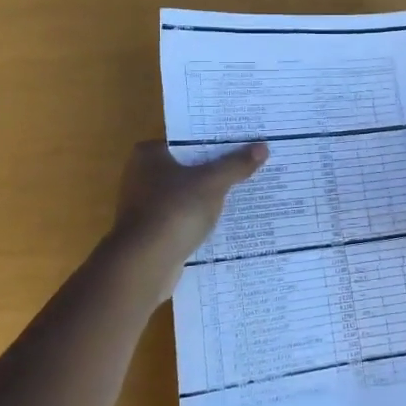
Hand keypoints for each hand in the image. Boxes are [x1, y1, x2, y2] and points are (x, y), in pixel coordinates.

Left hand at [110, 140, 267, 279]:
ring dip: (211, 195)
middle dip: (217, 168)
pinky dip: (202, 218)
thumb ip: (236, 165)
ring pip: (188, 194)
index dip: (216, 141)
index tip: (243, 141)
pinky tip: (228, 220)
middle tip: (252, 164)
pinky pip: (185, 217)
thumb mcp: (211, 183)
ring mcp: (146, 206)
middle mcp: (142, 176)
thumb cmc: (174, 211)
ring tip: (247, 190)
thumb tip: (263, 147)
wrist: (144, 265)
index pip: (189, 140)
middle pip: (190, 166)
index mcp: (149, 154)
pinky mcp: (153, 232)